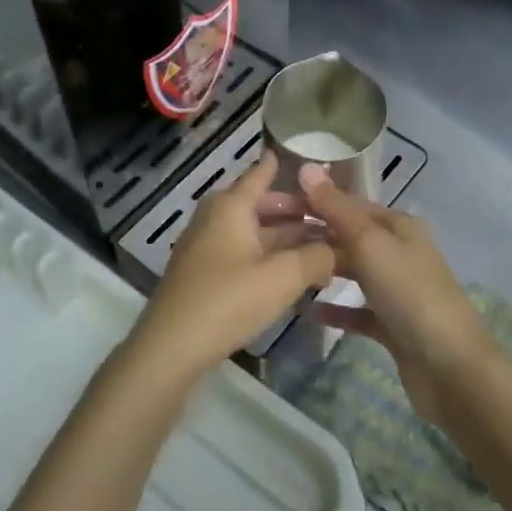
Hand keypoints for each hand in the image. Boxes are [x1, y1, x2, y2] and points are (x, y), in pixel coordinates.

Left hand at [129, 152, 334, 382]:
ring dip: (286, 239)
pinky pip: (243, 253)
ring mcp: (206, 246)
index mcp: (231, 206)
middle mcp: (216, 217)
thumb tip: (340, 248)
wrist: (171, 348)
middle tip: (331, 218)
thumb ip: (317, 258)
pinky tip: (292, 273)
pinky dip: (268, 257)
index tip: (310, 162)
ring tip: (322, 248)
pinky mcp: (203, 273)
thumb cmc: (228, 300)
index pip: (261, 173)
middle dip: (296, 212)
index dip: (285, 166)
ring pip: (254, 232)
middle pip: (261, 205)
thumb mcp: (283, 278)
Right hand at [296, 165, 492, 423]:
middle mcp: (400, 251)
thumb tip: (306, 167)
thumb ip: (335, 208)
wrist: (449, 366)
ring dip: (324, 270)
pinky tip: (307, 311)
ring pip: (354, 272)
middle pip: (351, 237)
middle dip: (317, 236)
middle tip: (272, 240)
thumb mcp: (369, 243)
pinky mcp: (393, 324)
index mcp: (399, 225)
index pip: (351, 204)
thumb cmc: (409, 293)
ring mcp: (397, 289)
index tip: (278, 205)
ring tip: (285, 270)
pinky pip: (358, 310)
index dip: (318, 201)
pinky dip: (336, 309)